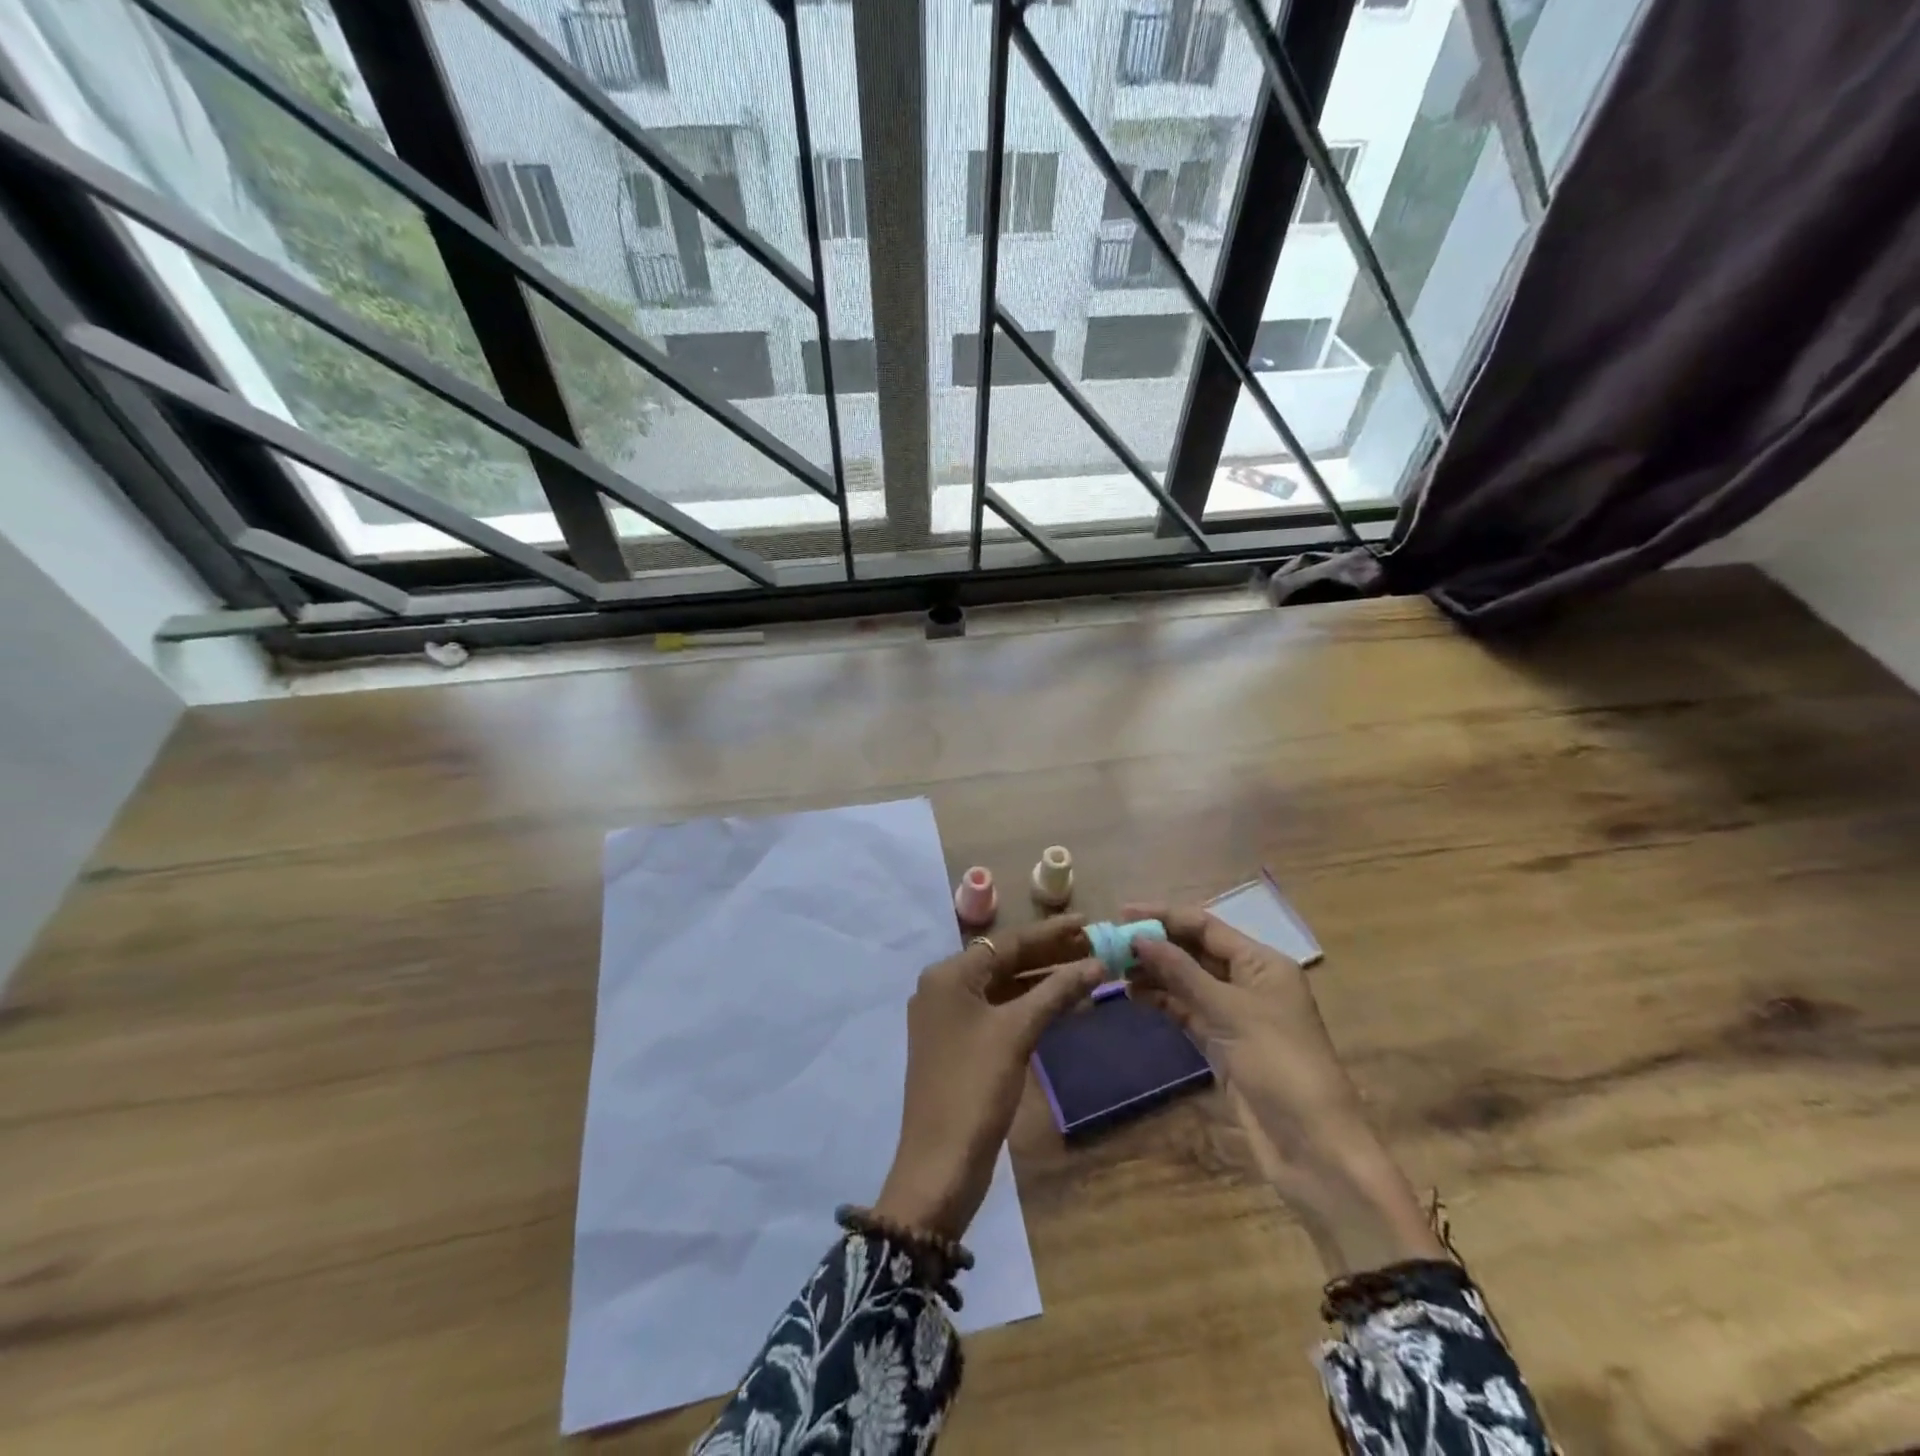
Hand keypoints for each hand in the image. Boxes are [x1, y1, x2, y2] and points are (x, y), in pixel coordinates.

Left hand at [873, 917, 1103, 1240]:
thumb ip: (1056, 992)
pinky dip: (1028, 1005)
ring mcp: (949, 1017)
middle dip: (1048, 954)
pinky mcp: (959, 1044)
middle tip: (1094, 943)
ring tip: (1086, 968)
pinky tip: (1061, 1002)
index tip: (1088, 921)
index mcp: (948, 975)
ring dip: (1041, 979)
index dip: (1050, 932)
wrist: (940, 1163)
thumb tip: (1097, 962)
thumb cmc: (975, 1087)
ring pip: (1002, 986)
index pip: (1006, 942)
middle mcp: (943, 987)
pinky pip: (998, 1011)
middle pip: (1003, 961)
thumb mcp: (1017, 1033)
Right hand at [1125, 903, 1445, 1275]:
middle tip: (1110, 943)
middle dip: (1155, 945)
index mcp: (1262, 963)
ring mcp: (1235, 1014)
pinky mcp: (1222, 1044)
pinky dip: (1162, 1001)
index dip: (1163, 916)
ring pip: (1187, 981)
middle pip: (1195, 950)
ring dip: (1154, 973)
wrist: (1313, 1148)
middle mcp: (1249, 981)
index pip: (1205, 926)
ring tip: (1114, 969)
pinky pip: (1186, 1011)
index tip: (1122, 913)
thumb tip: (1139, 939)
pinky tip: (1134, 996)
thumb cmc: (1279, 1065)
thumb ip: (1182, 972)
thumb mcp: (1229, 1012)